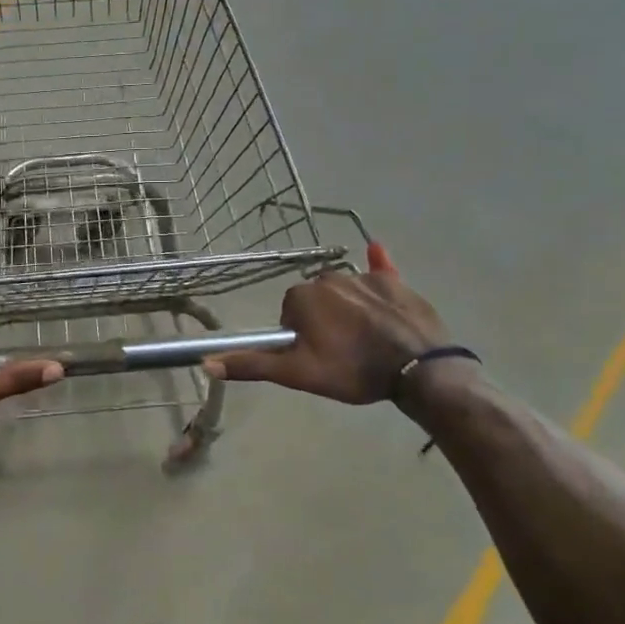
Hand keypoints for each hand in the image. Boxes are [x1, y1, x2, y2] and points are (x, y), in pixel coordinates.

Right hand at [206, 266, 456, 406]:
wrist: (418, 369)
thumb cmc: (352, 370)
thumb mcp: (297, 373)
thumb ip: (252, 365)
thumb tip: (206, 363)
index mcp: (303, 296)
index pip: (289, 313)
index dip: (299, 336)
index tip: (315, 355)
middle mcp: (329, 277)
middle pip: (315, 300)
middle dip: (321, 321)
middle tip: (339, 352)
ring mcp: (364, 277)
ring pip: (344, 292)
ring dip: (346, 310)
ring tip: (365, 341)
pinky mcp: (395, 281)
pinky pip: (380, 270)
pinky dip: (377, 265)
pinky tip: (376, 250)